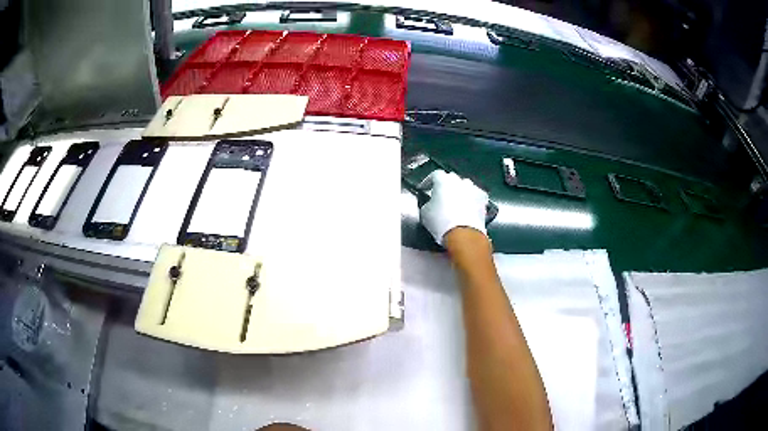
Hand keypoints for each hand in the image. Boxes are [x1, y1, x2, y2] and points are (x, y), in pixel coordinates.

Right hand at [419, 170, 488, 244]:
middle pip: (451, 179)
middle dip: (446, 187)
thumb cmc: (441, 222)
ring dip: (460, 193)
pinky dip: (472, 200)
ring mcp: (473, 188)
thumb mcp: (425, 212)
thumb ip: (427, 203)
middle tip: (441, 198)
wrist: (463, 234)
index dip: (429, 182)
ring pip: (465, 187)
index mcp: (443, 180)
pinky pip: (476, 196)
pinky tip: (469, 209)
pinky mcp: (483, 199)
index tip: (426, 189)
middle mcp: (459, 180)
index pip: (434, 175)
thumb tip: (430, 204)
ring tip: (456, 204)